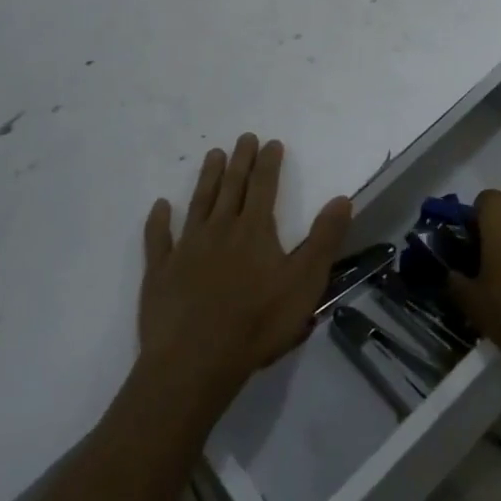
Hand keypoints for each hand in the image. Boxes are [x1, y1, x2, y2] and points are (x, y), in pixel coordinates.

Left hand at [139, 134, 351, 405]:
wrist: (195, 362)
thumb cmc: (257, 323)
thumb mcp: (304, 282)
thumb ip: (324, 239)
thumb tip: (342, 198)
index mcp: (254, 230)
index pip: (264, 186)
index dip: (269, 162)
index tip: (271, 142)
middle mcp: (220, 229)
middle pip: (231, 186)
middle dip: (240, 160)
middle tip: (244, 138)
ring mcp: (186, 248)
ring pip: (199, 203)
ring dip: (207, 178)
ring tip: (213, 155)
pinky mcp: (160, 272)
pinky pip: (158, 239)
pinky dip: (159, 220)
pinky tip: (160, 206)